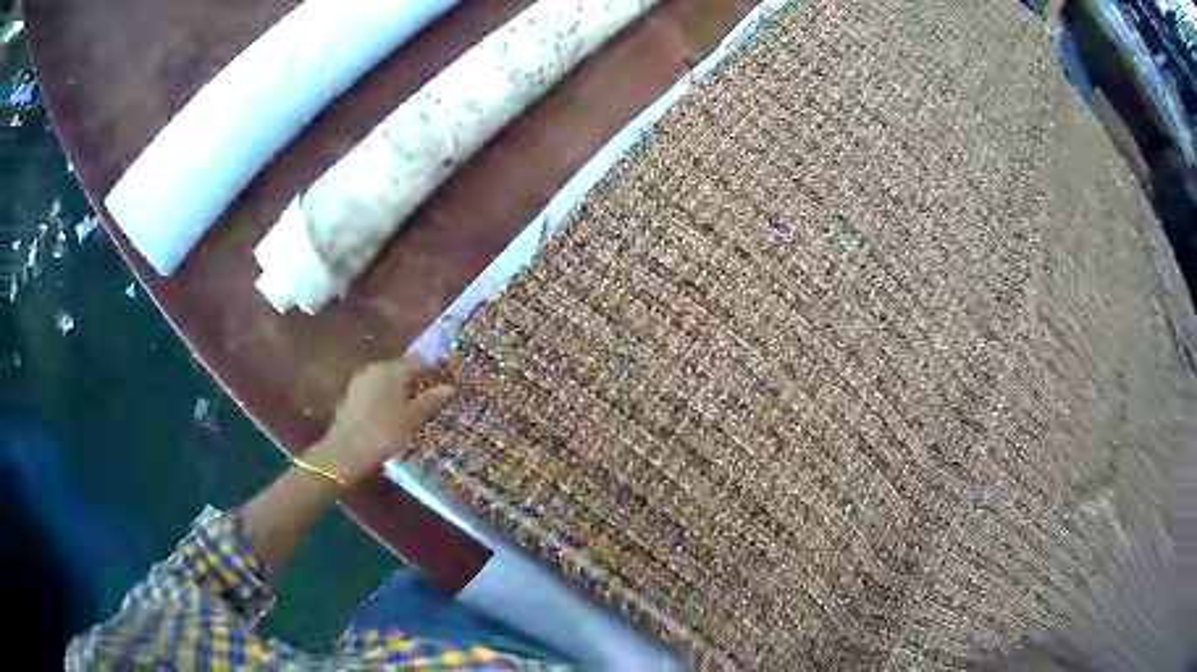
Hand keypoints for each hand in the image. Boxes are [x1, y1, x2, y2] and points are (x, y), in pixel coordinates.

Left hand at [305, 358, 453, 486]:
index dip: (431, 373)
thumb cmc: (384, 433)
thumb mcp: (412, 419)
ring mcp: (360, 380)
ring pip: (384, 380)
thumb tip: (449, 387)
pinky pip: (373, 391)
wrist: (346, 451)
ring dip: (396, 391)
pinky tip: (389, 416)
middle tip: (427, 401)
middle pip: (399, 369)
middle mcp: (375, 368)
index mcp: (393, 369)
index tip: (441, 388)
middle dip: (413, 382)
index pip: (418, 363)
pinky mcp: (350, 395)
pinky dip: (382, 399)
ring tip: (409, 411)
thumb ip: (430, 401)